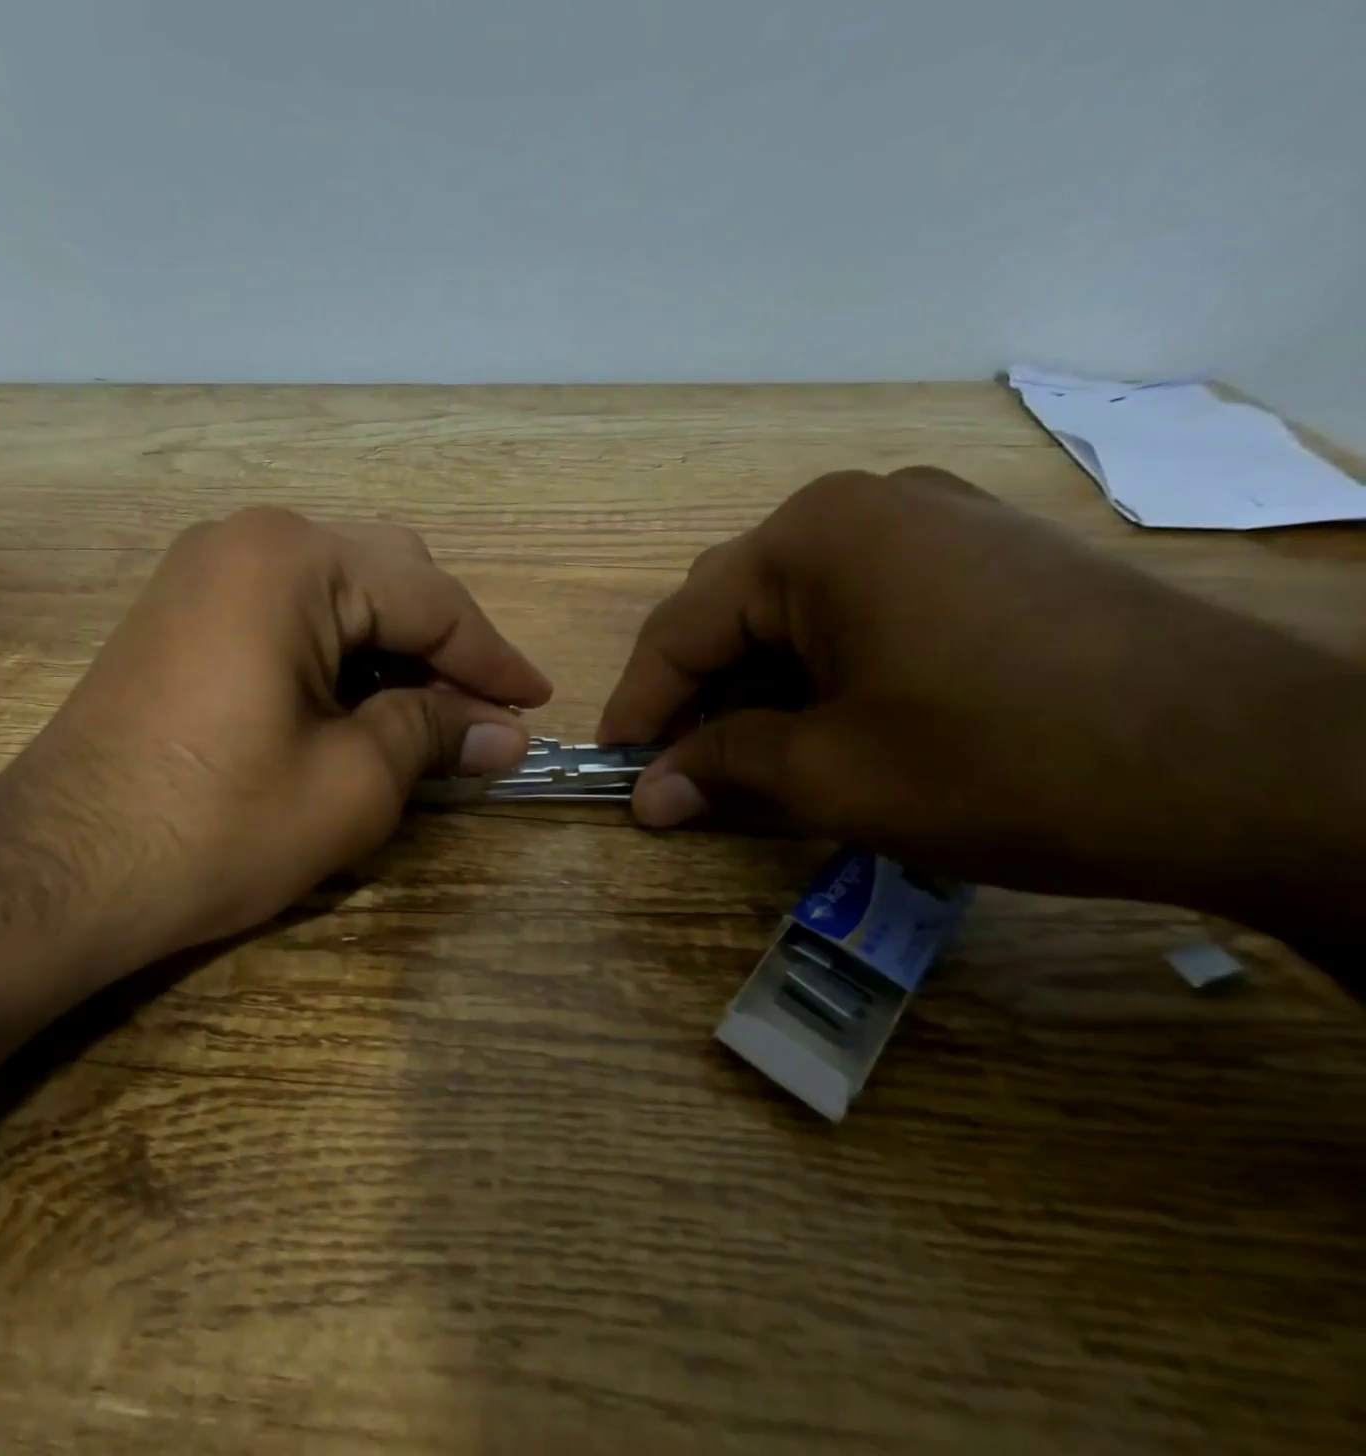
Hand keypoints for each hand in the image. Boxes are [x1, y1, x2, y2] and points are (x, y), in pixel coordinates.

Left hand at [0, 509, 550, 980]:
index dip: (494, 658)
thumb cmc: (217, 826)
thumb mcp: (353, 784)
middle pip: (387, 578)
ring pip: (339, 592)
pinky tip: (361, 703)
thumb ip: (437, 736)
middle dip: (445, 649)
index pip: (431, 599)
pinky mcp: (181, 610)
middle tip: (484, 716)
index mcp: (294, 559)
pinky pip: (288, 611)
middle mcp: (247, 538)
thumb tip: (506, 733)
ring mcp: (204, 569)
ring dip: (393, 650)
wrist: (58, 873)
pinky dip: (339, 653)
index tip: (538, 703)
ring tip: (431, 717)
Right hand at [598, 468, 1365, 933]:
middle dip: (695, 691)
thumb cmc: (1007, 764)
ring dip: (756, 682)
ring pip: (794, 608)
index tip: (614, 765)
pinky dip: (819, 665)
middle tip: (679, 766)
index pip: (680, 626)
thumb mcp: (834, 776)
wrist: (1266, 769)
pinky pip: (859, 605)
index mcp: (812, 537)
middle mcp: (865, 506)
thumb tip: (646, 796)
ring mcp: (933, 520)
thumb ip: (721, 770)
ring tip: (748, 751)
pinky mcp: (981, 555)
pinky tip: (825, 718)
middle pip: (732, 607)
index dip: (637, 703)